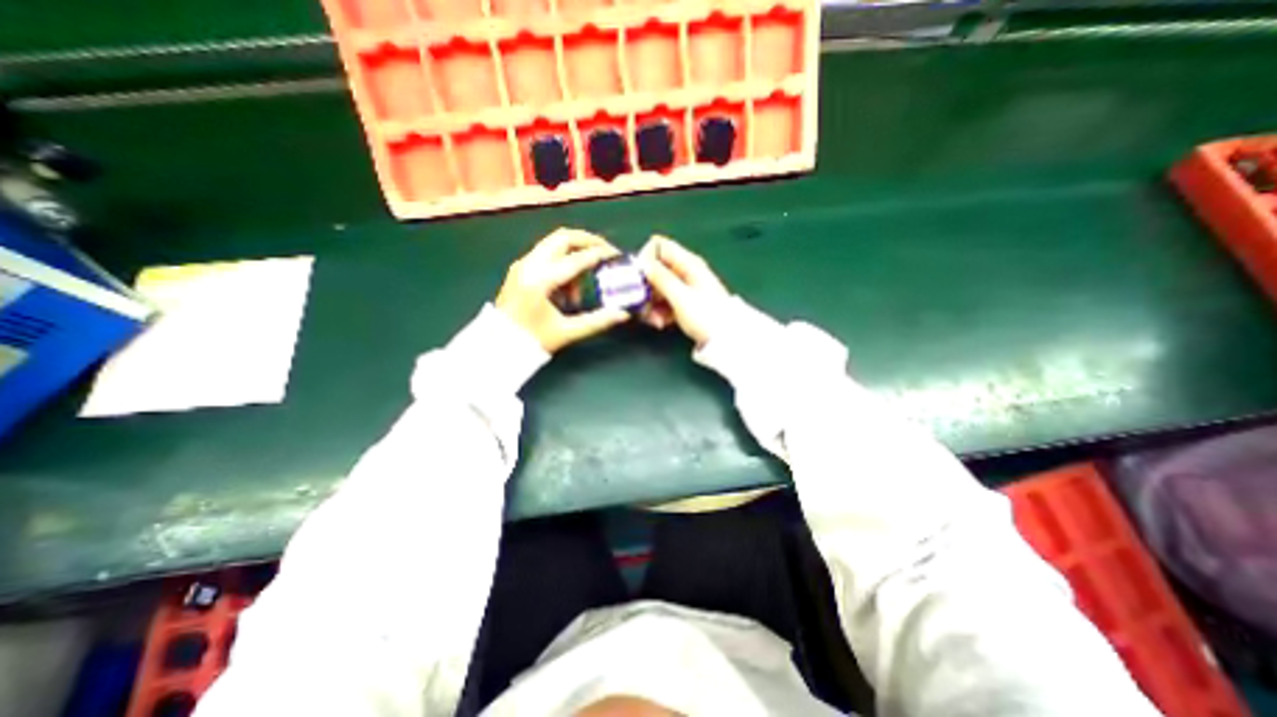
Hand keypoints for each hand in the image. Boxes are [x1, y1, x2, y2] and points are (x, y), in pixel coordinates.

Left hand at [495, 231, 629, 351]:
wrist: (497, 346)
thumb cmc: (532, 341)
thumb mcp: (567, 332)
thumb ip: (598, 321)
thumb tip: (623, 314)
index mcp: (541, 280)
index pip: (578, 259)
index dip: (601, 255)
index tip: (617, 256)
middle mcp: (530, 265)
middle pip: (564, 237)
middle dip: (588, 241)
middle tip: (606, 252)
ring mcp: (522, 264)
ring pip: (554, 244)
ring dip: (574, 255)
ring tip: (583, 285)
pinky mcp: (520, 268)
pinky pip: (546, 255)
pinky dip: (562, 262)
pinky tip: (567, 288)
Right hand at [635, 235, 727, 345]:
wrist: (726, 340)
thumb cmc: (706, 316)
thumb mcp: (681, 297)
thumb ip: (661, 278)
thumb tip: (642, 262)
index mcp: (687, 262)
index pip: (658, 245)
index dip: (645, 259)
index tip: (639, 279)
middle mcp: (685, 271)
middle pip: (655, 269)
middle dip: (646, 288)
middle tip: (643, 306)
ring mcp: (684, 287)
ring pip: (657, 288)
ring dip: (650, 304)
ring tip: (655, 321)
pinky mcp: (683, 303)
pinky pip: (664, 301)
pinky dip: (659, 311)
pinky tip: (661, 324)